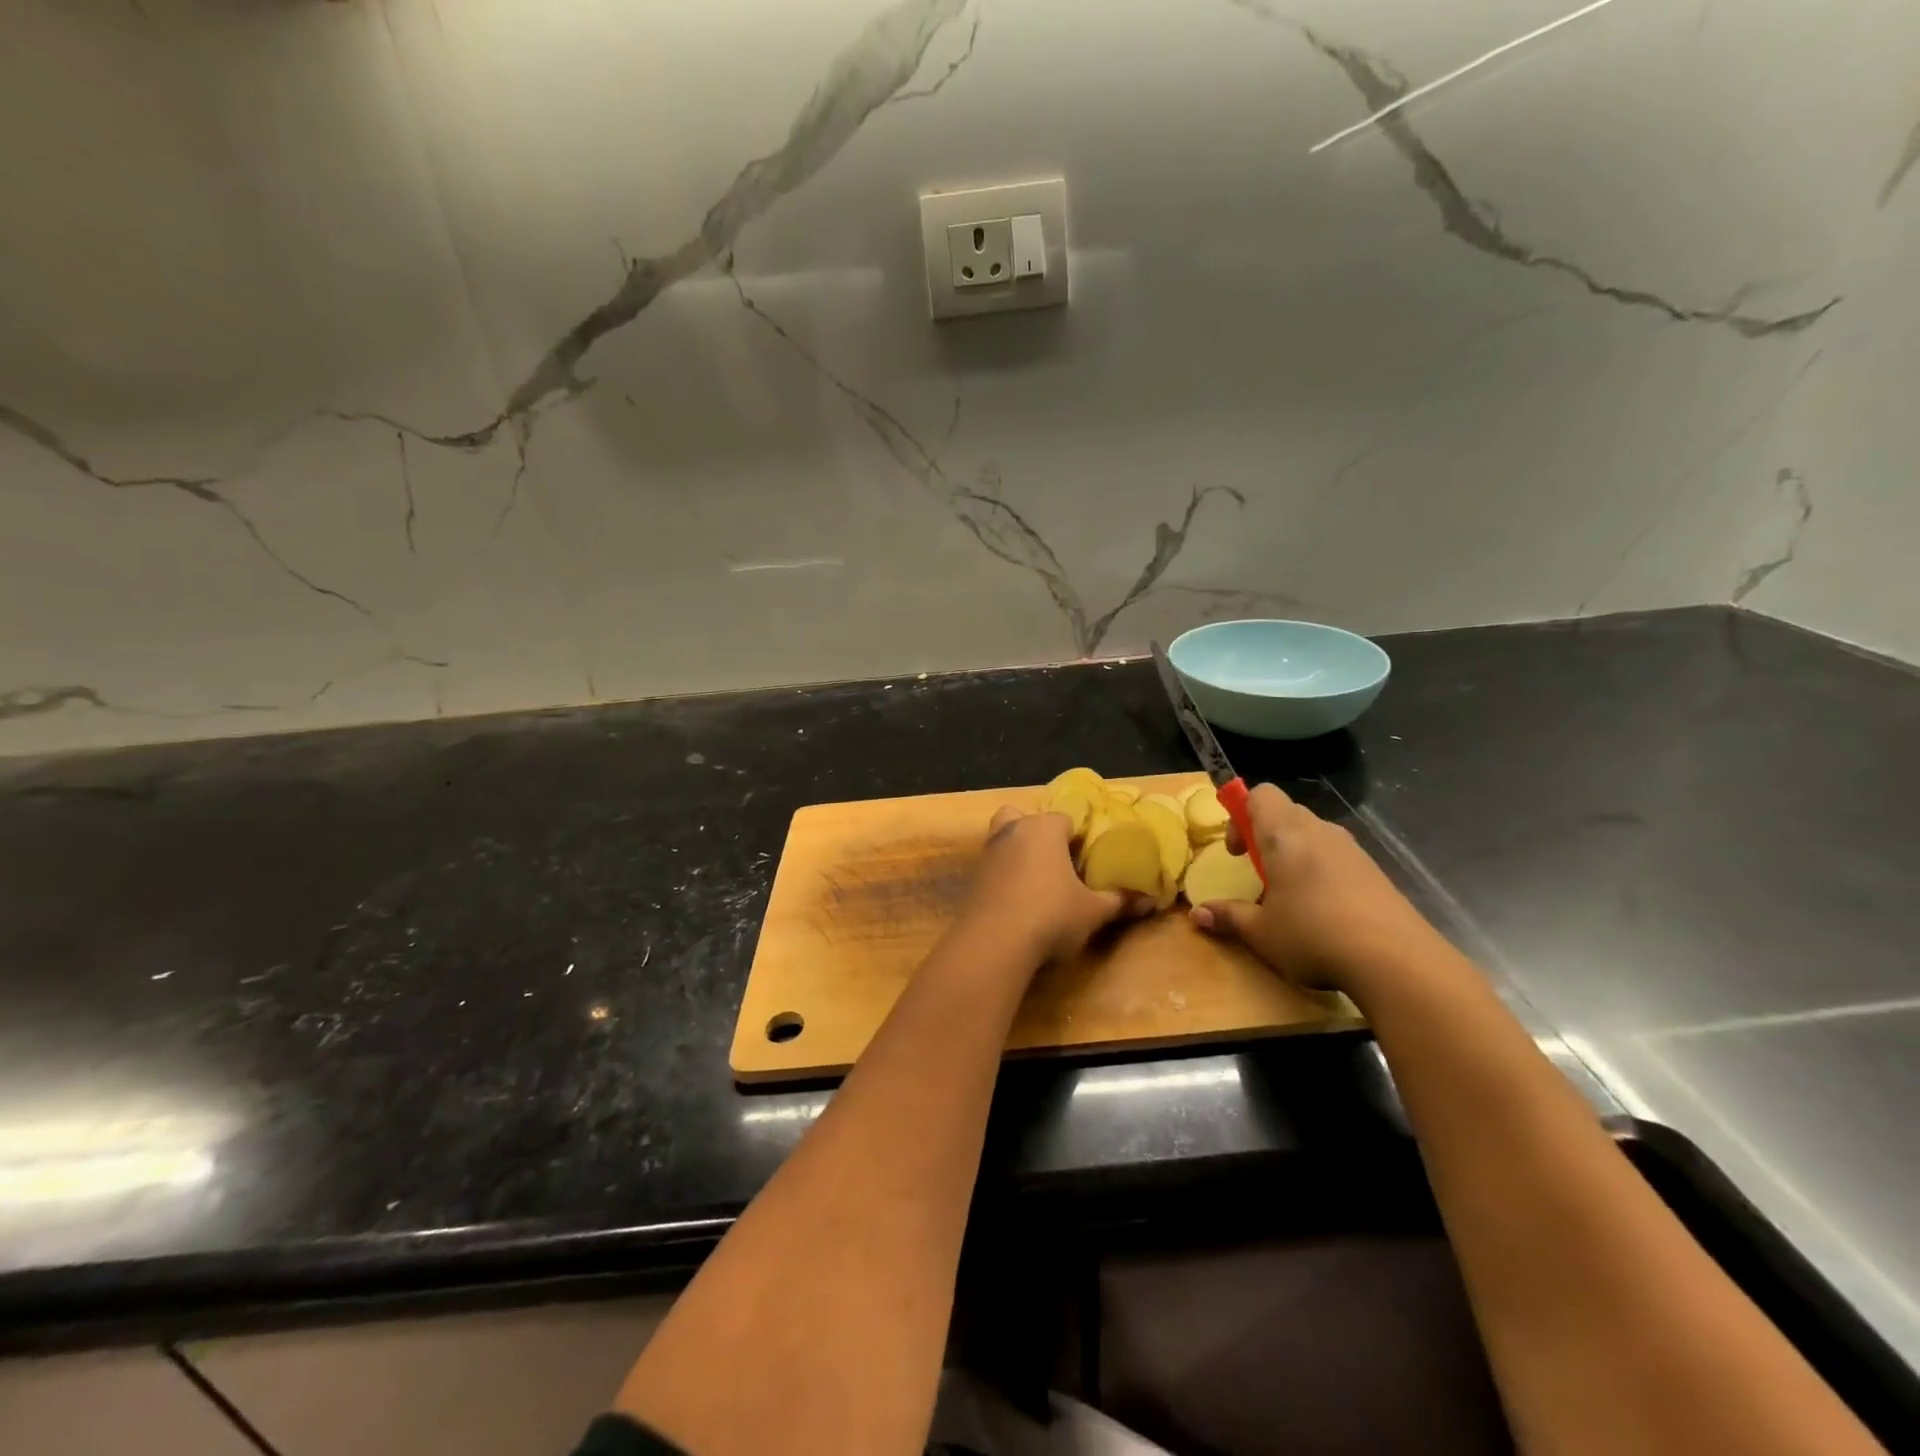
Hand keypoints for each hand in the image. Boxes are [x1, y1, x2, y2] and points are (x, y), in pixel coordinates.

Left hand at [954, 806, 1152, 966]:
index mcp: (1043, 828)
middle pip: (1024, 819)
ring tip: (1038, 883)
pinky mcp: (971, 878)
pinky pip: (992, 867)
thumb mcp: (1093, 912)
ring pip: (1003, 840)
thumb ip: (1120, 901)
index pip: (1066, 819)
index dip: (1079, 836)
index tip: (1088, 858)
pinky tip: (1017, 902)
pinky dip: (1003, 877)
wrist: (993, 943)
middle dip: (1038, 834)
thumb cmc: (1050, 916)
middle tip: (1058, 863)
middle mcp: (1012, 831)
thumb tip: (1152, 901)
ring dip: (1018, 854)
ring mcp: (987, 853)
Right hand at [1189, 782, 1446, 995]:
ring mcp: (1352, 850)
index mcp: (1284, 835)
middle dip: (1266, 836)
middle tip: (1258, 873)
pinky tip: (1324, 912)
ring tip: (1290, 896)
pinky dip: (1322, 871)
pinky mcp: (1375, 872)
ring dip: (1295, 854)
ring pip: (1314, 835)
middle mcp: (1319, 831)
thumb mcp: (1261, 932)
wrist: (1396, 960)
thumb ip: (1228, 917)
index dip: (1241, 814)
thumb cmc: (1313, 935)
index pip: (1260, 794)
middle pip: (1286, 812)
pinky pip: (1337, 857)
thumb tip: (1197, 915)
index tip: (1237, 852)